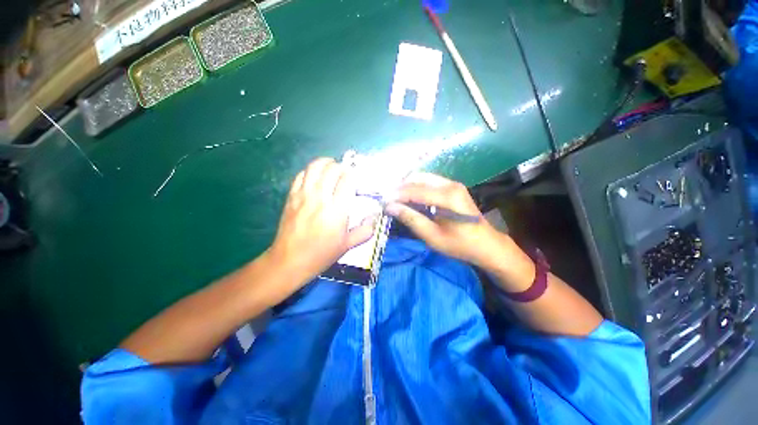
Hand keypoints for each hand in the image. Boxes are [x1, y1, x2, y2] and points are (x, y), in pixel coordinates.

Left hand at [268, 158, 375, 283]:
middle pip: (332, 169)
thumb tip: (375, 216)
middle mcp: (320, 198)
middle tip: (347, 174)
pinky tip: (316, 176)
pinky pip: (301, 175)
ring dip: (326, 163)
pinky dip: (310, 171)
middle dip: (342, 167)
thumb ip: (366, 230)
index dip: (354, 174)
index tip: (358, 178)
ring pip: (315, 167)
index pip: (347, 180)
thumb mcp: (348, 245)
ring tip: (332, 168)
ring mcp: (303, 195)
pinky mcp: (291, 197)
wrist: (289, 261)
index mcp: (337, 210)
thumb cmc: (321, 254)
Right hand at [384, 173, 508, 267]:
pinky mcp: (452, 187)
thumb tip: (390, 207)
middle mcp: (450, 184)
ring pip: (422, 178)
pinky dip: (416, 188)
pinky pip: (429, 182)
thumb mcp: (432, 237)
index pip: (415, 191)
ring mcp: (453, 184)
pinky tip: (409, 198)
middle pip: (418, 179)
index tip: (382, 202)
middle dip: (400, 188)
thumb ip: (411, 219)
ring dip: (407, 186)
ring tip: (395, 199)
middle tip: (388, 201)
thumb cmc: (460, 245)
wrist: (487, 244)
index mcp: (448, 197)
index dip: (396, 195)